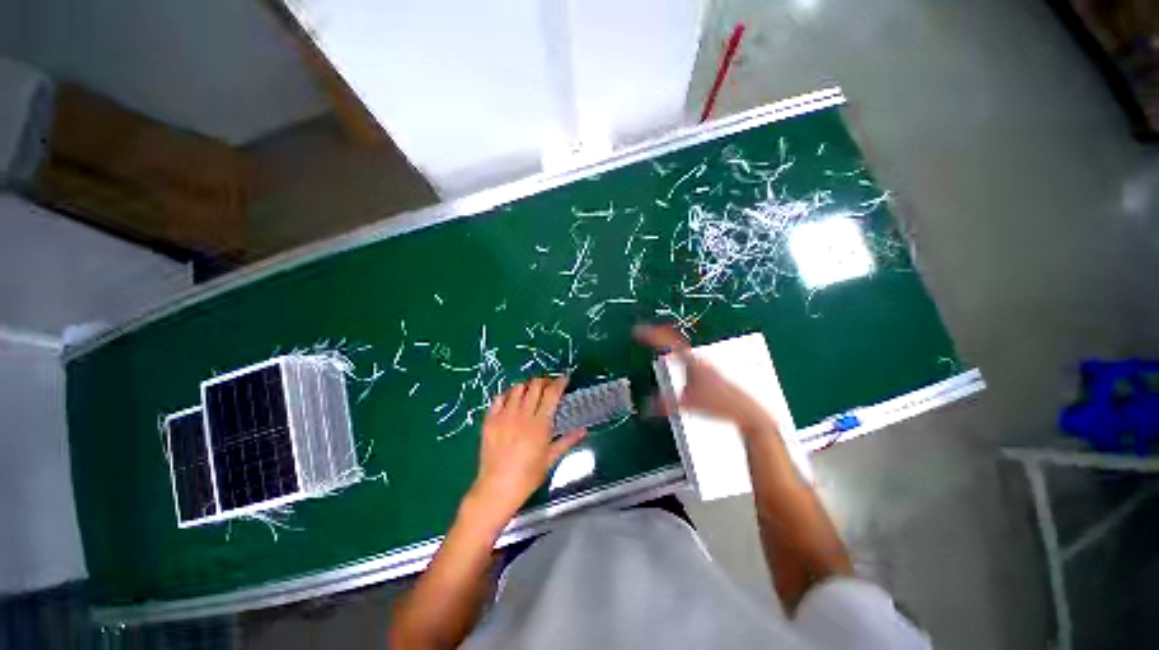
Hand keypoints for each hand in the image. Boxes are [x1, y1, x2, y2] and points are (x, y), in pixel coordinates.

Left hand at [467, 376, 586, 520]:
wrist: (497, 488)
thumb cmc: (528, 476)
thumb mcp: (551, 459)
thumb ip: (567, 440)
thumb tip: (584, 430)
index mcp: (540, 424)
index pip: (552, 393)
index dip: (560, 382)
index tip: (564, 378)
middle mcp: (522, 415)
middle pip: (535, 385)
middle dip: (544, 381)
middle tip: (548, 387)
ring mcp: (504, 416)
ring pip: (517, 388)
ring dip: (527, 386)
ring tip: (531, 393)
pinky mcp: (489, 420)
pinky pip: (499, 398)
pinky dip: (508, 395)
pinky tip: (512, 402)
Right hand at [634, 324, 775, 431]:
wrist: (745, 411)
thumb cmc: (719, 404)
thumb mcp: (688, 405)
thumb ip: (665, 405)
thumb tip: (647, 408)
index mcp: (692, 362)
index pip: (668, 343)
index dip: (651, 335)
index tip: (638, 331)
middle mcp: (698, 359)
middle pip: (675, 340)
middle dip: (658, 335)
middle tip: (645, 333)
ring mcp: (705, 364)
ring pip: (683, 348)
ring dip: (669, 343)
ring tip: (657, 341)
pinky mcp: (709, 371)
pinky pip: (689, 357)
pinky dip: (678, 353)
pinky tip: (677, 361)